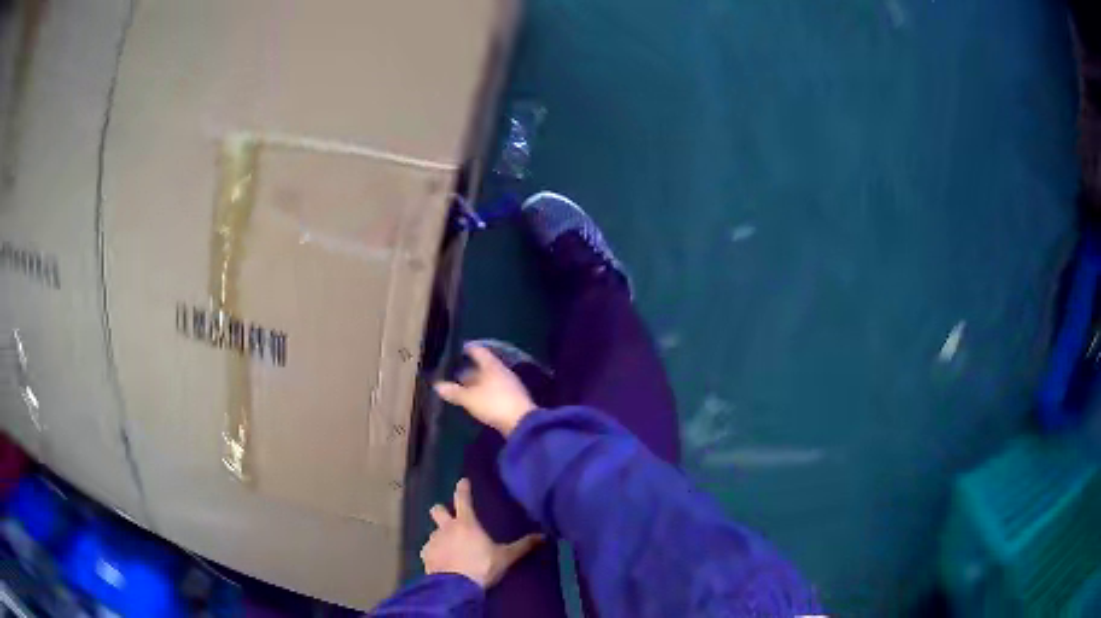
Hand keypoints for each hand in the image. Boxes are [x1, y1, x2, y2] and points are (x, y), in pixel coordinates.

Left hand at [421, 479, 542, 588]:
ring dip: (440, 536)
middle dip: (441, 511)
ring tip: (448, 547)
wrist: (455, 587)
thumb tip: (543, 536)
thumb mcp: (505, 557)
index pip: (462, 499)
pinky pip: (427, 550)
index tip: (462, 481)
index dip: (462, 488)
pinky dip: (433, 553)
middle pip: (437, 510)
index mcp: (465, 523)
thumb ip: (522, 546)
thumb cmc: (482, 567)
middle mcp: (446, 528)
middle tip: (448, 518)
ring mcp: (433, 541)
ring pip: (433, 532)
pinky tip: (440, 561)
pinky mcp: (425, 555)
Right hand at [435, 344, 536, 435]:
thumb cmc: (493, 403)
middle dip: (470, 369)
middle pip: (484, 366)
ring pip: (490, 379)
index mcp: (492, 366)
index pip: (479, 351)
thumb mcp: (469, 398)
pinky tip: (478, 399)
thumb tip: (437, 385)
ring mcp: (509, 385)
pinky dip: (486, 392)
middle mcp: (502, 371)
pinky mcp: (513, 398)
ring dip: (478, 382)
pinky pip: (496, 390)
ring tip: (464, 387)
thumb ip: (454, 391)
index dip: (468, 349)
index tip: (458, 349)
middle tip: (455, 372)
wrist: (521, 422)